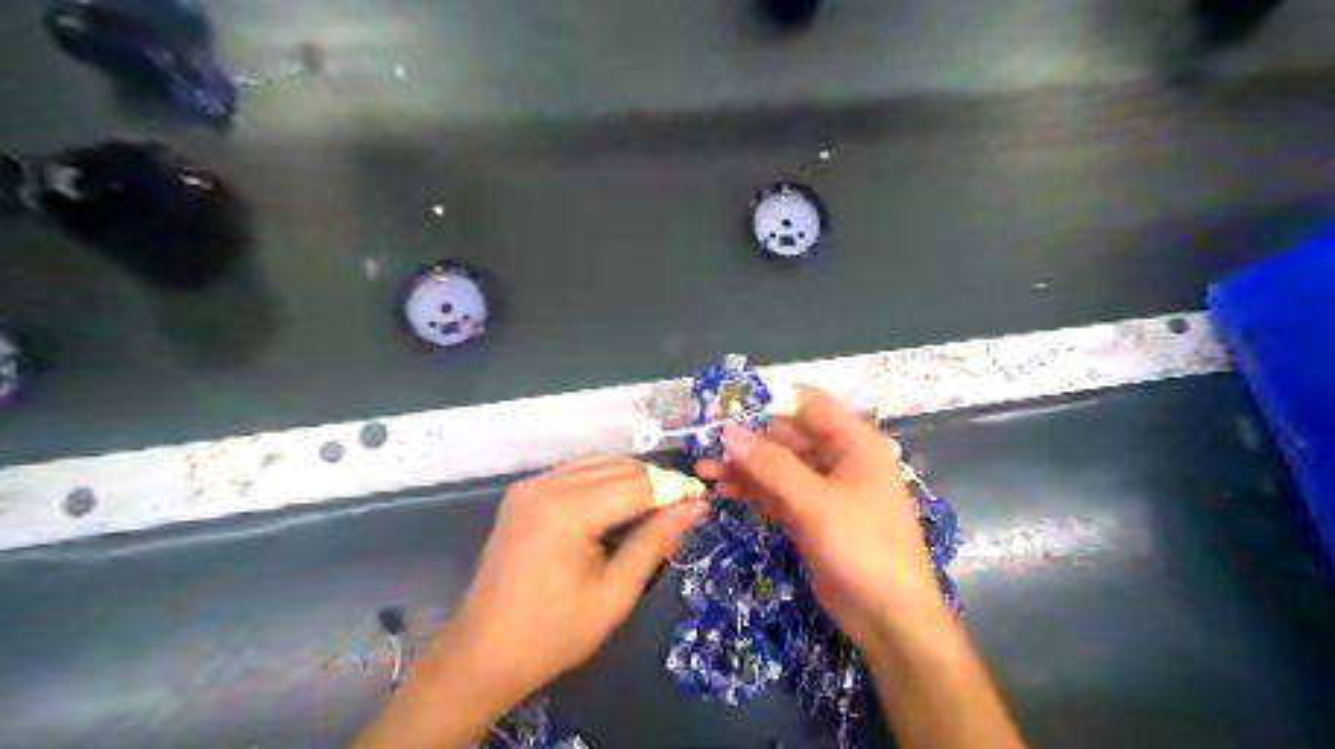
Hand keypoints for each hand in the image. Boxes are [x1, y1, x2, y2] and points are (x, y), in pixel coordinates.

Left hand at [441, 454, 703, 704]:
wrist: (482, 654)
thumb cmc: (554, 633)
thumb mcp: (615, 593)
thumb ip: (655, 542)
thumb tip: (693, 508)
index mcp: (569, 510)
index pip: (638, 485)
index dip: (674, 490)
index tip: (702, 502)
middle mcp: (548, 485)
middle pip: (619, 467)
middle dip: (654, 483)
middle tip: (679, 512)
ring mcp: (531, 486)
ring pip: (597, 462)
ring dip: (629, 478)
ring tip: (651, 510)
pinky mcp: (522, 494)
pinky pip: (575, 471)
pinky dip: (602, 480)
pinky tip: (615, 506)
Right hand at [694, 390, 942, 646]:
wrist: (889, 617)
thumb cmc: (863, 547)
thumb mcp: (816, 502)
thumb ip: (771, 465)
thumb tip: (728, 431)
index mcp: (853, 442)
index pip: (807, 404)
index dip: (768, 400)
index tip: (725, 405)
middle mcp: (838, 458)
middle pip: (787, 435)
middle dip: (747, 438)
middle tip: (704, 442)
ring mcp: (822, 488)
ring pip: (777, 465)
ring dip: (743, 466)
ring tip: (703, 470)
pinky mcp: (809, 514)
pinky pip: (776, 492)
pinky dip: (752, 489)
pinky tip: (722, 489)